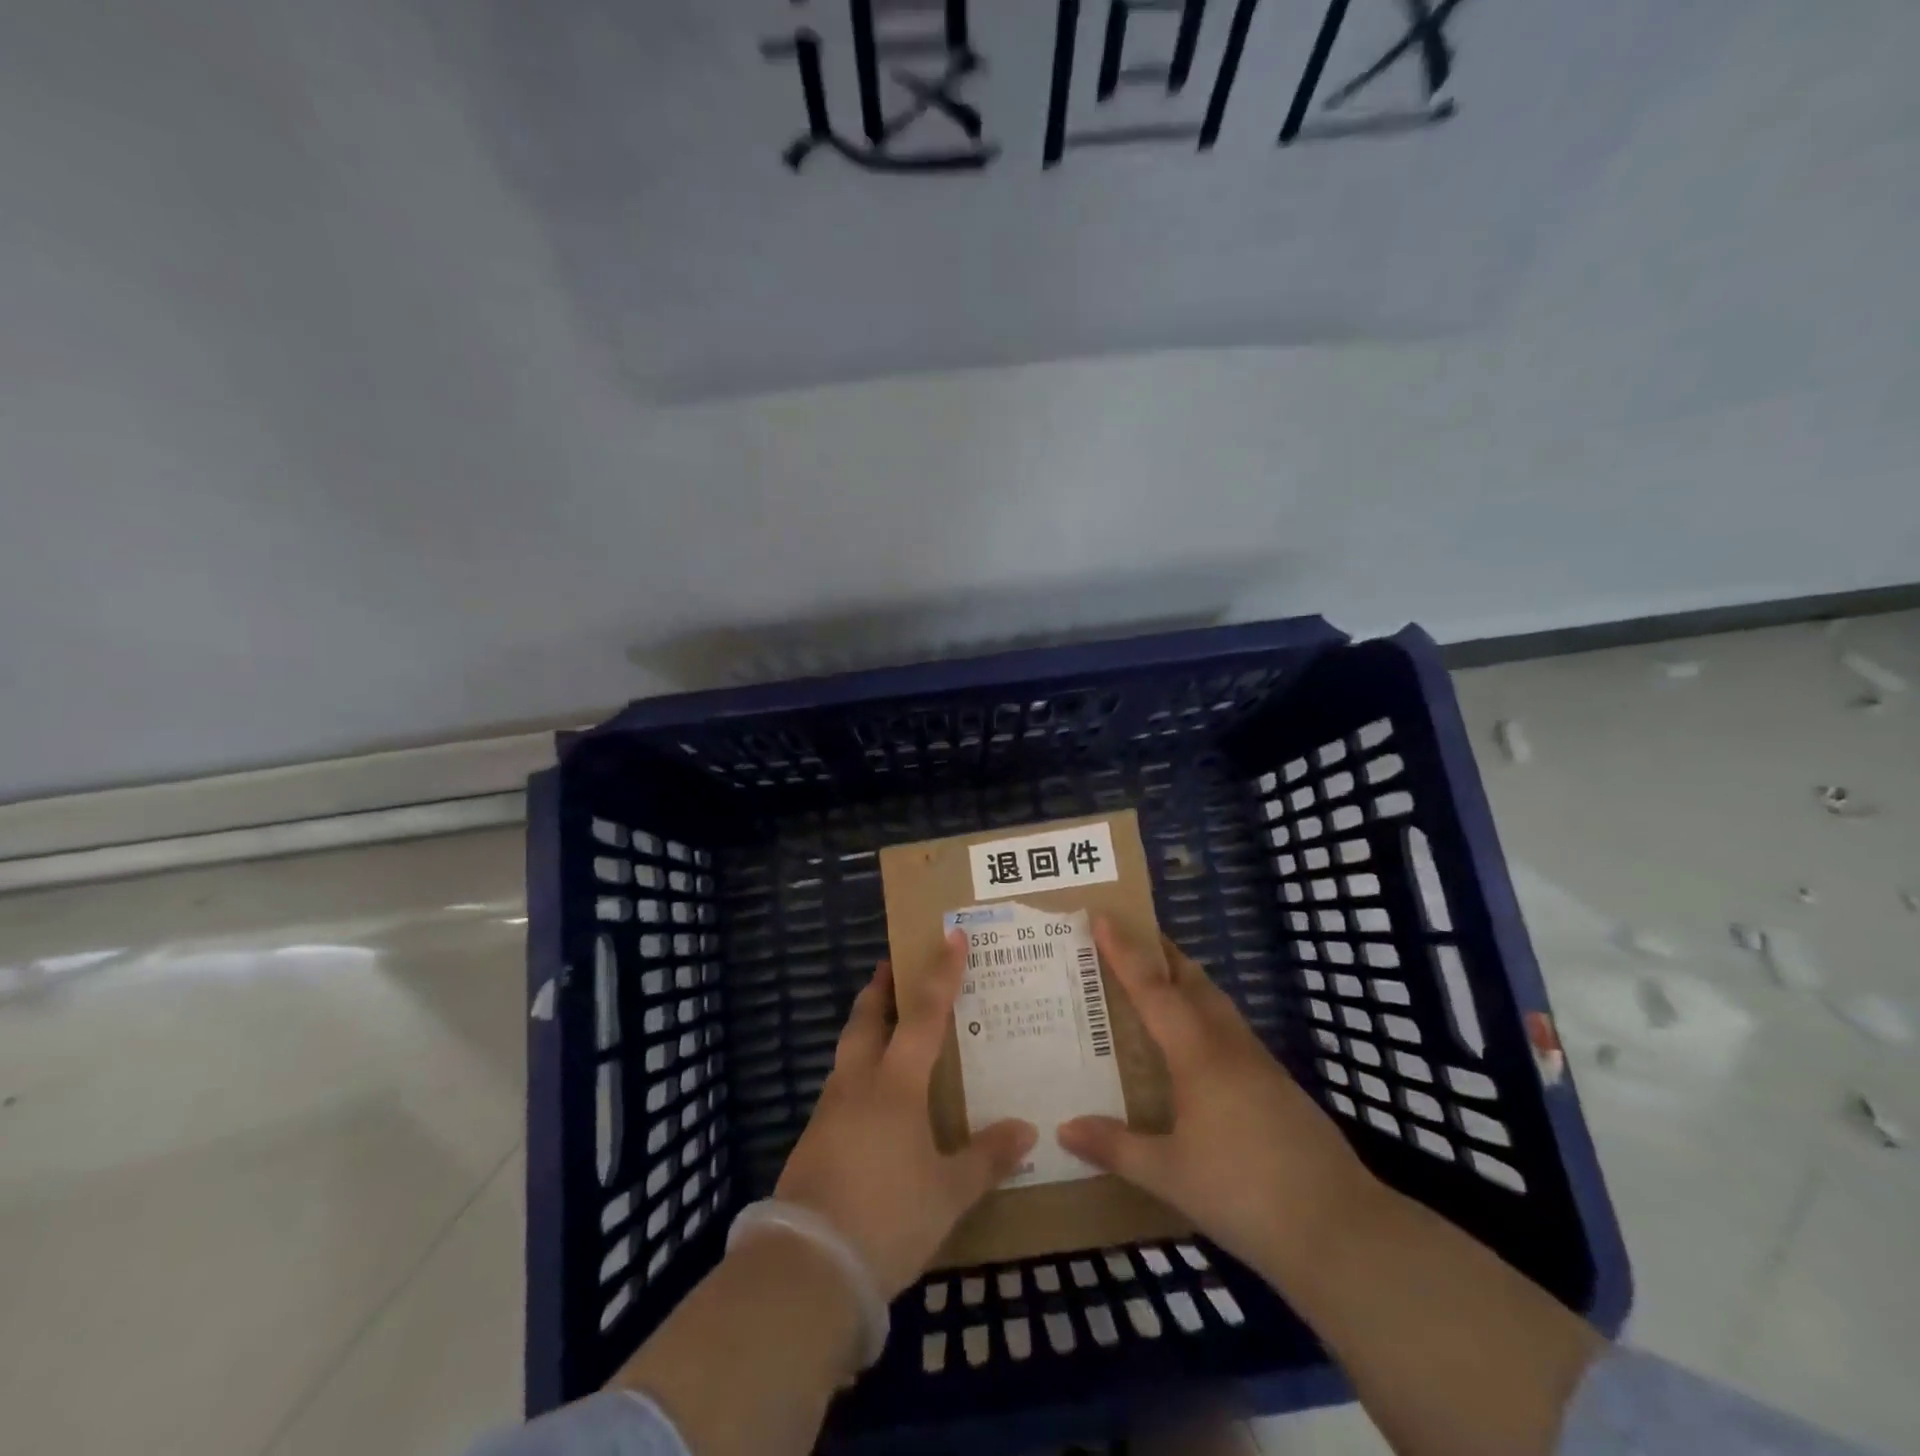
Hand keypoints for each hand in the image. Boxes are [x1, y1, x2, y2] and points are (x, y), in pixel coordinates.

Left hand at [773, 932, 1036, 1297]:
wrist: (806, 1267)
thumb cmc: (887, 1217)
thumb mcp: (948, 1193)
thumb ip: (986, 1158)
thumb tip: (1026, 1131)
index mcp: (895, 1084)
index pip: (924, 1014)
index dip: (941, 973)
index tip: (950, 936)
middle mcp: (858, 1083)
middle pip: (866, 1018)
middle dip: (880, 988)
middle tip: (891, 966)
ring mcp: (829, 1109)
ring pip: (847, 1050)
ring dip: (865, 1027)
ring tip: (885, 1026)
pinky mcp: (813, 1138)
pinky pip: (839, 1085)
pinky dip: (857, 1069)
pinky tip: (870, 1096)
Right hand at [1057, 921, 1376, 1278]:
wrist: (1341, 1230)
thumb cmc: (1244, 1192)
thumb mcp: (1170, 1175)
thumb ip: (1116, 1147)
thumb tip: (1064, 1128)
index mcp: (1198, 1054)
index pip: (1152, 989)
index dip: (1124, 953)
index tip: (1102, 917)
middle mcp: (1229, 1046)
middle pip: (1193, 982)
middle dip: (1162, 954)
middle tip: (1132, 937)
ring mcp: (1261, 1065)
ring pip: (1218, 1005)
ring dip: (1188, 983)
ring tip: (1160, 984)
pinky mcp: (1280, 1088)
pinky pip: (1232, 1032)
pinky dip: (1206, 1017)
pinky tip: (1199, 1048)